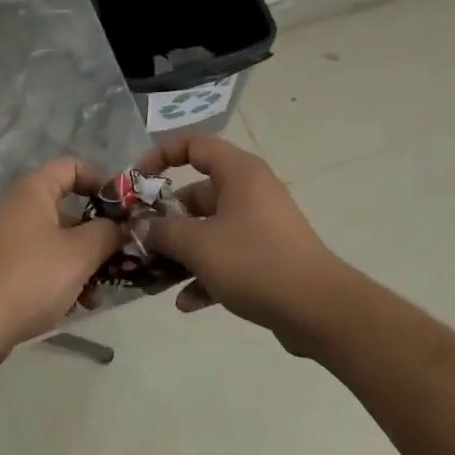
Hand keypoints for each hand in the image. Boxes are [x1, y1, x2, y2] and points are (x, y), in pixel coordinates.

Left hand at [0, 158, 123, 357]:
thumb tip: (120, 226)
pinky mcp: (0, 267)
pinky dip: (60, 276)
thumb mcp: (81, 253)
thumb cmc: (33, 276)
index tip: (122, 209)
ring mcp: (5, 238)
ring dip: (81, 261)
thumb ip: (108, 233)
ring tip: (99, 292)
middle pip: (66, 208)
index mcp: (32, 191)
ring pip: (56, 240)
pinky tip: (76, 305)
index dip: (101, 181)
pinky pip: (39, 262)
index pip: (72, 167)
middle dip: (96, 233)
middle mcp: (16, 207)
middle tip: (119, 256)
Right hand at [136, 134, 342, 352]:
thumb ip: (162, 232)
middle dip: (165, 219)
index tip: (135, 182)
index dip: (160, 156)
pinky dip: (205, 274)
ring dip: (181, 253)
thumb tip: (141, 226)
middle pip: (196, 193)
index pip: (193, 145)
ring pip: (209, 230)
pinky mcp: (266, 257)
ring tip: (154, 277)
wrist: (318, 309)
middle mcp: (250, 192)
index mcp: (238, 173)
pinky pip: (226, 257)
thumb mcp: (198, 245)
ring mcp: (260, 226)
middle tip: (139, 241)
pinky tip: (186, 303)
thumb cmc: (254, 261)